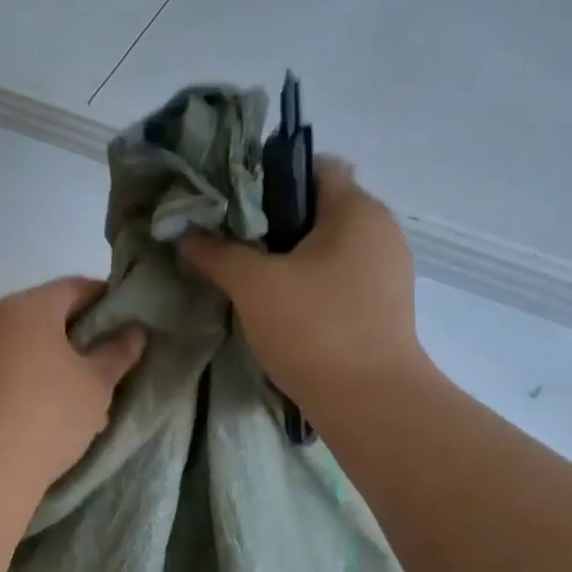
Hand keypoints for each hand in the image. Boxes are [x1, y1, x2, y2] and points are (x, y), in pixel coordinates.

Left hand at [0, 277, 146, 489]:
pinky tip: (58, 412)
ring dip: (61, 363)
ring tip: (91, 393)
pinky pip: (13, 371)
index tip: (133, 320)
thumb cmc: (49, 413)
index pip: (77, 287)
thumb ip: (117, 353)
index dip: (109, 299)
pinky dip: (38, 381)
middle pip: (50, 316)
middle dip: (85, 335)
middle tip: (115, 359)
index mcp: (31, 306)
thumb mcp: (96, 384)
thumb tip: (135, 330)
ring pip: (31, 347)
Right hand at [178, 159, 431, 417]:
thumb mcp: (254, 285)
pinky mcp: (383, 308)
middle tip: (230, 242)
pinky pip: (339, 279)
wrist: (370, 403)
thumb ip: (217, 253)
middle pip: (319, 209)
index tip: (232, 202)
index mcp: (358, 210)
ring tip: (248, 276)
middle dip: (273, 222)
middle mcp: (381, 232)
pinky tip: (280, 307)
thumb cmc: (315, 329)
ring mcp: (387, 273)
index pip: (314, 167)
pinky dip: (309, 284)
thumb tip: (185, 234)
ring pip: (328, 248)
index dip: (269, 176)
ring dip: (289, 257)